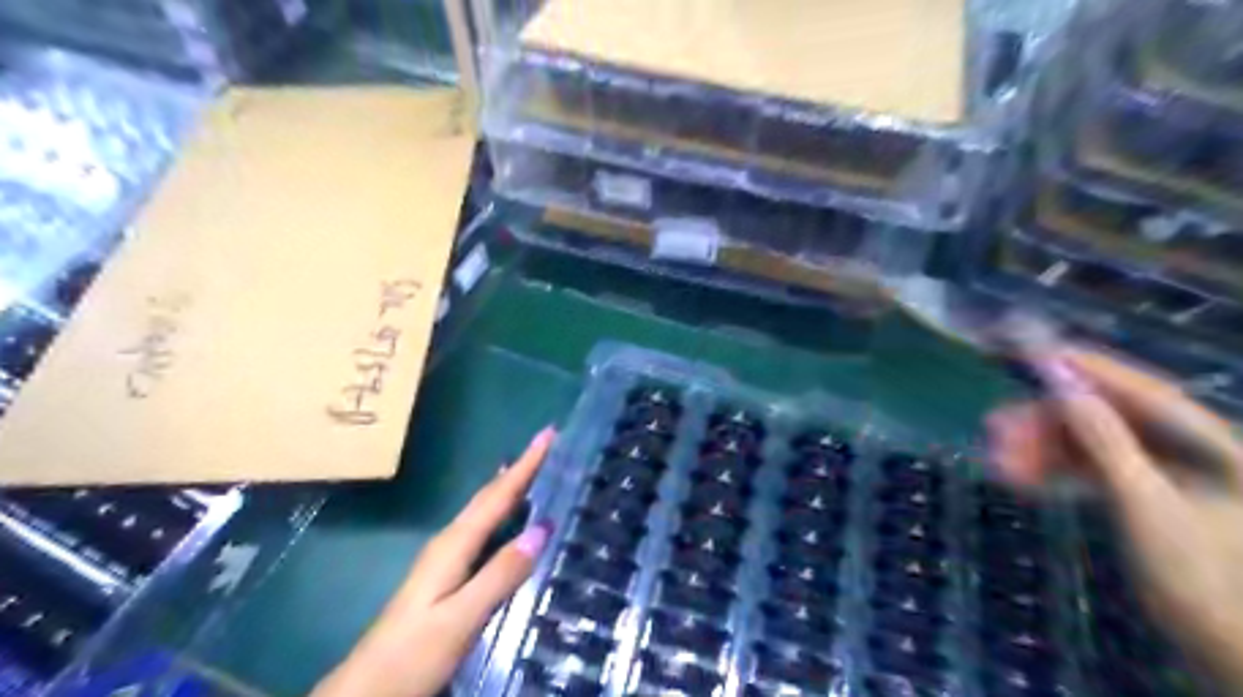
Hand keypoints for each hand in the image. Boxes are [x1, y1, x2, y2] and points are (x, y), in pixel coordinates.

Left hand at [314, 427, 555, 696]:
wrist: (366, 690)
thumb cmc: (413, 653)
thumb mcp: (462, 617)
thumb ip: (501, 574)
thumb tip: (542, 528)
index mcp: (454, 544)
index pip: (497, 495)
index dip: (525, 464)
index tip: (548, 433)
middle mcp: (449, 542)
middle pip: (489, 496)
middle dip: (519, 468)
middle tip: (547, 445)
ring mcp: (445, 558)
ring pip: (484, 510)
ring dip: (509, 487)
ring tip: (533, 469)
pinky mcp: (446, 575)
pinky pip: (481, 529)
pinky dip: (500, 512)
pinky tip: (508, 518)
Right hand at [993, 348, 1241, 686]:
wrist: (1234, 651)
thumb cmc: (1207, 579)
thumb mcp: (1147, 506)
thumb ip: (1107, 443)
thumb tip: (1064, 390)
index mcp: (1211, 444)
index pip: (1140, 390)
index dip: (1083, 369)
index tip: (1030, 353)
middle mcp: (1189, 449)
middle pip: (1106, 417)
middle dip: (1047, 420)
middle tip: (993, 426)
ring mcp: (1166, 473)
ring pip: (1091, 443)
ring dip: (1043, 447)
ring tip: (997, 459)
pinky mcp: (1145, 494)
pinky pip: (1092, 469)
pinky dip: (1056, 470)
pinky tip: (1021, 477)